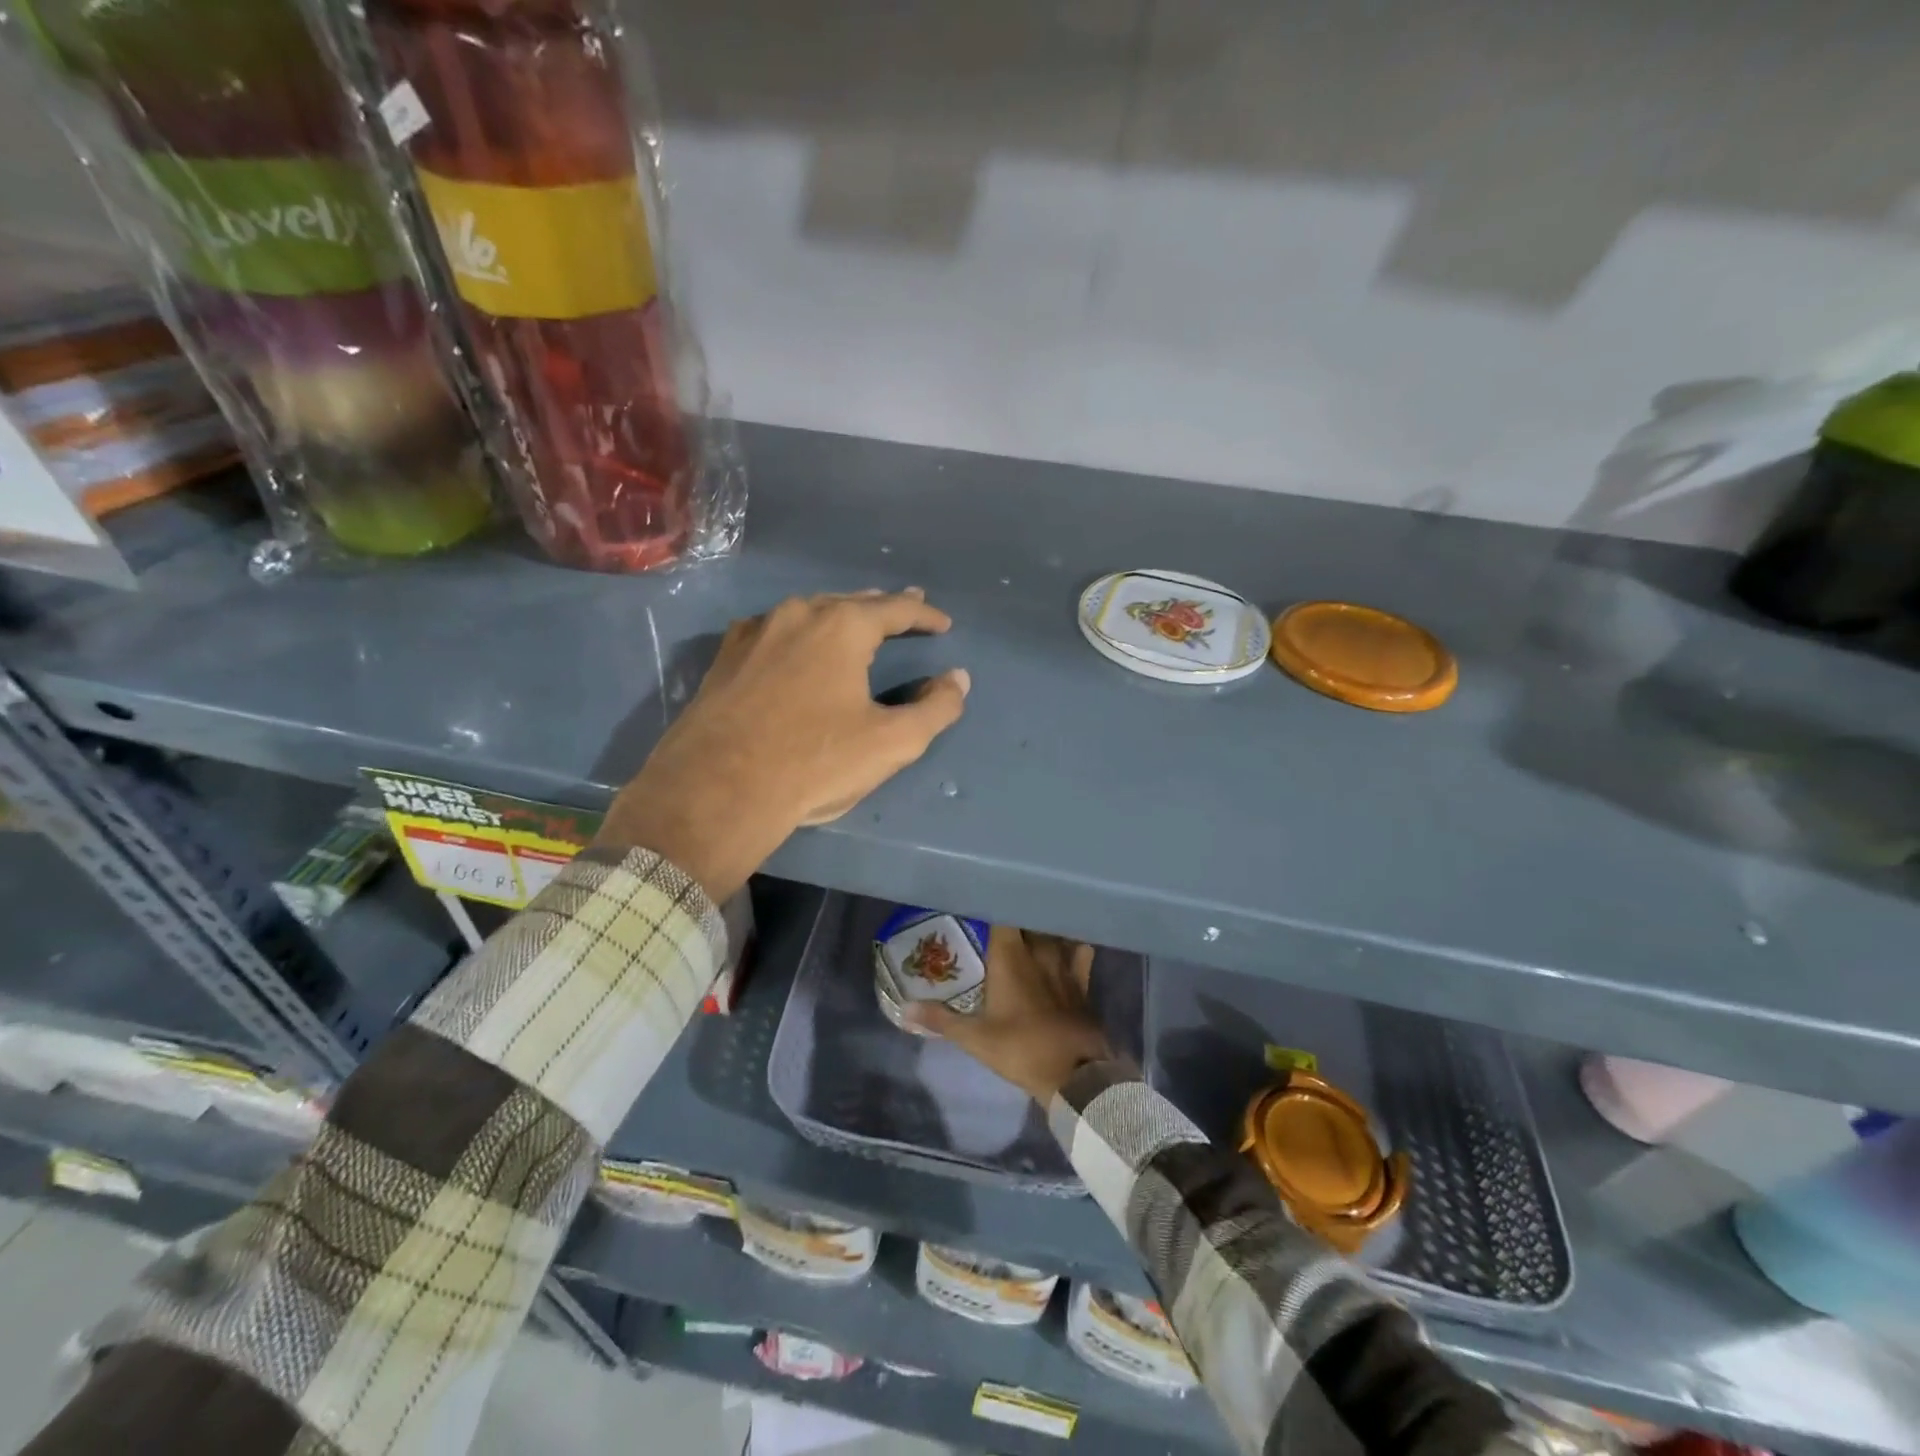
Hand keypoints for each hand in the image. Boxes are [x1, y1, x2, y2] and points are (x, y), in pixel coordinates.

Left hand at [595, 589, 968, 900]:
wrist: (715, 790)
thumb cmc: (813, 762)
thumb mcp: (891, 743)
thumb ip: (935, 708)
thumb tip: (957, 679)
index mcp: (842, 626)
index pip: (896, 608)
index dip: (925, 615)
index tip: (943, 624)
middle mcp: (797, 614)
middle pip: (850, 602)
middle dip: (882, 608)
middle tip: (906, 610)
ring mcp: (754, 632)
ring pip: (808, 613)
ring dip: (837, 616)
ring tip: (855, 624)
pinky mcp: (724, 658)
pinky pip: (773, 633)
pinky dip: (797, 634)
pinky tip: (795, 647)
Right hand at [904, 924, 1117, 1101]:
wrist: (1075, 1074)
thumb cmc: (1021, 1049)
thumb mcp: (975, 1038)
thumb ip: (940, 1019)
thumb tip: (905, 1008)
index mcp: (1010, 956)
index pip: (1002, 915)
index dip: (991, 906)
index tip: (979, 907)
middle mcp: (1038, 950)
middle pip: (1027, 919)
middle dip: (1014, 916)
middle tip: (998, 922)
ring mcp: (1064, 963)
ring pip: (1053, 931)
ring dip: (1041, 928)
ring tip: (1029, 929)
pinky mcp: (1083, 981)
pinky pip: (1079, 951)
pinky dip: (1072, 945)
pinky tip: (1066, 947)